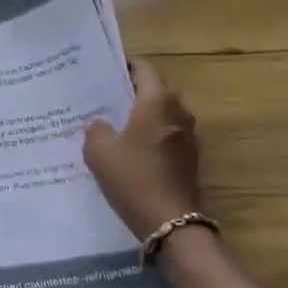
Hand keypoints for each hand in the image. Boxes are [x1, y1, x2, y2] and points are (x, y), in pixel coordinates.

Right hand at [83, 60, 202, 239]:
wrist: (170, 221)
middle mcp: (178, 110)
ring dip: (145, 111)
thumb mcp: (99, 151)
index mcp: (157, 101)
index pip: (144, 68)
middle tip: (108, 96)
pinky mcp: (191, 156)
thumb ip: (96, 129)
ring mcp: (189, 134)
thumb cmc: (133, 178)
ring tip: (118, 120)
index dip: (126, 65)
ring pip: (165, 110)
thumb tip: (101, 124)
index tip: (106, 71)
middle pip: (157, 87)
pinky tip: (134, 146)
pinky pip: (169, 131)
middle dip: (134, 88)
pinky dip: (153, 131)